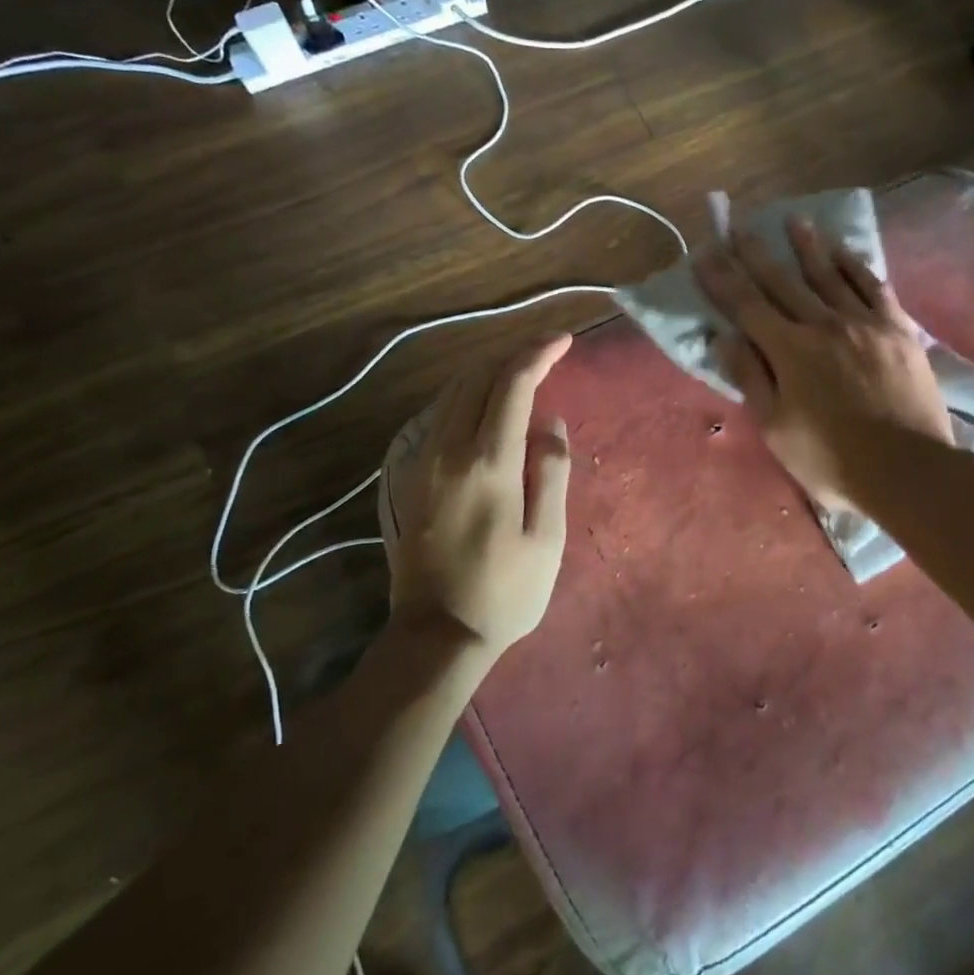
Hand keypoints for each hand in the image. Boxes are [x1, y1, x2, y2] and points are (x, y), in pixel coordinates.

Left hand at [379, 336, 572, 655]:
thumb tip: (550, 421)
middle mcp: (448, 449)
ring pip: (451, 390)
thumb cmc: (505, 591)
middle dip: (513, 354)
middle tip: (546, 353)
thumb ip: (551, 471)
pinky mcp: (409, 475)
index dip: (538, 353)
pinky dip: (465, 394)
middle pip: (476, 376)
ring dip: (487, 370)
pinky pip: (437, 413)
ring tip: (520, 372)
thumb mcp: (547, 538)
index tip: (564, 340)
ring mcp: (422, 460)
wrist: (436, 634)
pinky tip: (484, 405)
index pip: (512, 384)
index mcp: (488, 462)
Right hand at [695, 218, 949, 512]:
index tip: (705, 252)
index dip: (722, 278)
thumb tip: (725, 337)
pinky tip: (844, 252)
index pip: (746, 305)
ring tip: (794, 220)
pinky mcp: (897, 329)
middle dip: (756, 253)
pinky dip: (855, 266)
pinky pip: (873, 287)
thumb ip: (751, 378)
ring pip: (829, 275)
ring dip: (808, 247)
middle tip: (740, 226)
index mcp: (789, 351)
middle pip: (783, 281)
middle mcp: (823, 325)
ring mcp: (864, 323)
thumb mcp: (776, 428)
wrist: (909, 470)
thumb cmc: (832, 460)